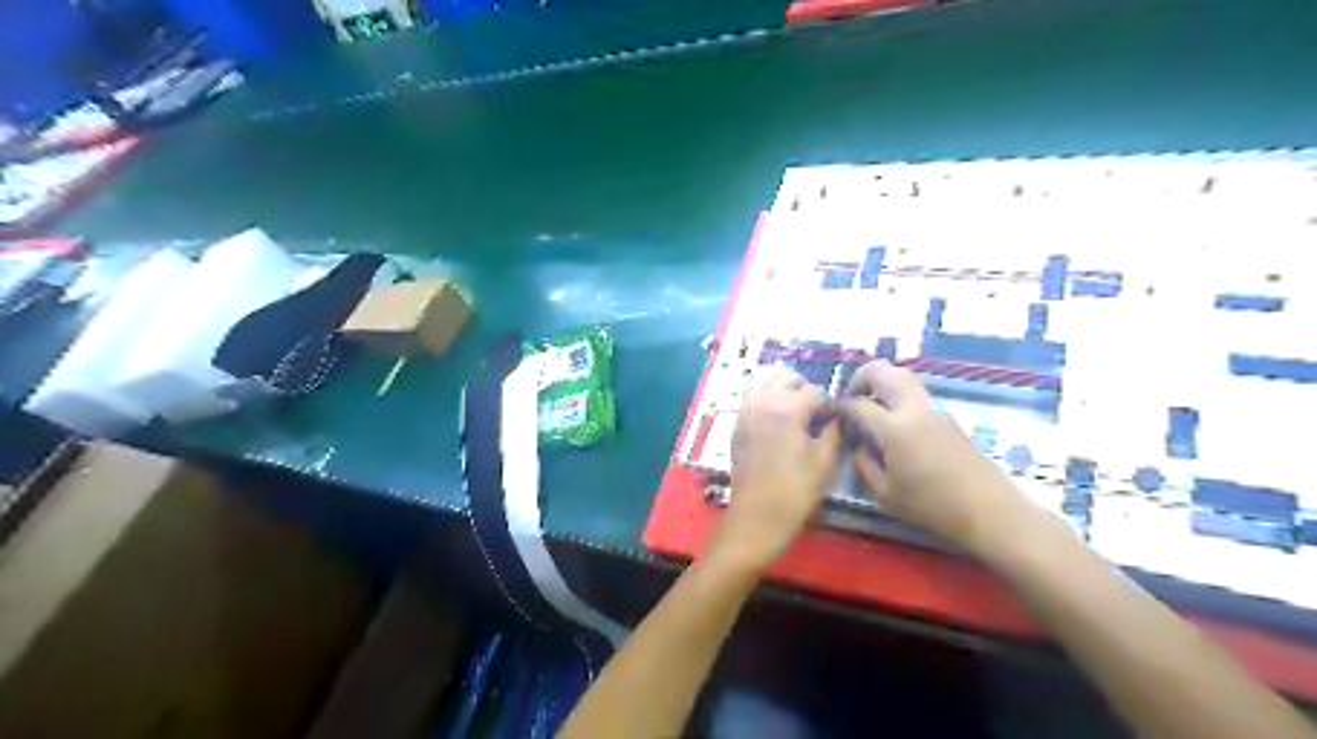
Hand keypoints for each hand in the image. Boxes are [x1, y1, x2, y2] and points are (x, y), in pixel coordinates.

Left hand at [710, 367, 842, 571]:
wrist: (757, 516)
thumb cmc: (795, 491)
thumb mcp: (824, 462)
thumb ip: (833, 431)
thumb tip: (835, 417)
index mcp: (786, 409)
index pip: (813, 391)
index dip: (827, 403)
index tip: (834, 419)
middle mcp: (762, 403)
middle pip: (785, 378)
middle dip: (803, 388)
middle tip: (815, 411)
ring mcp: (745, 413)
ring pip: (762, 382)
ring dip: (780, 388)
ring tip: (794, 408)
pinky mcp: (736, 426)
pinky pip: (749, 399)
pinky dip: (763, 398)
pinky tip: (775, 417)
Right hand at [838, 361, 1045, 556]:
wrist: (988, 510)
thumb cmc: (932, 506)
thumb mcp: (885, 493)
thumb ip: (863, 463)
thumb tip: (857, 444)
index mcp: (893, 428)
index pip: (858, 403)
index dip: (842, 406)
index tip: (835, 414)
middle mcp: (913, 409)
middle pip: (883, 372)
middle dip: (861, 377)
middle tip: (852, 396)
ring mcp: (933, 409)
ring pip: (903, 376)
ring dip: (882, 382)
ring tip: (872, 405)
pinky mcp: (946, 415)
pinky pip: (916, 393)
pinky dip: (898, 394)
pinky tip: (894, 420)